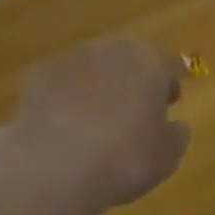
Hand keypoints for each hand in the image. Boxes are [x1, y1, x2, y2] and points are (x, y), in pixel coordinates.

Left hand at [2, 38, 189, 211]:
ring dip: (97, 88)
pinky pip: (61, 85)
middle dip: (132, 82)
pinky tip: (63, 130)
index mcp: (150, 61)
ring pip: (93, 70)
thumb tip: (174, 126)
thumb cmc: (125, 157)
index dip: (170, 86)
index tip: (168, 106)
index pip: (169, 66)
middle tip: (132, 113)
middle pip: (129, 60)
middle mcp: (113, 49)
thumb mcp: (167, 156)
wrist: (55, 165)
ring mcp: (72, 59)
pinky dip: (65, 100)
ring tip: (94, 125)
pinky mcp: (38, 75)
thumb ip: (176, 135)